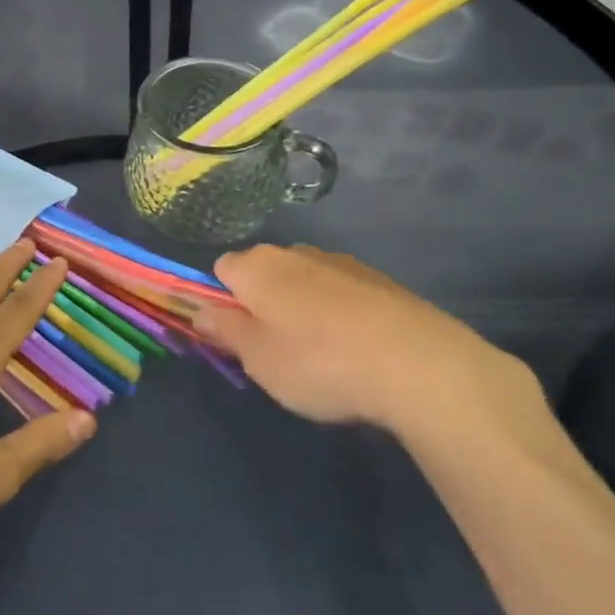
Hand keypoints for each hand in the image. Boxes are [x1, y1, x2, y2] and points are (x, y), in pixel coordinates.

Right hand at [198, 244, 538, 435]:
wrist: (416, 362)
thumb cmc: (319, 362)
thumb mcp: (258, 358)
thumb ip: (224, 329)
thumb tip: (198, 308)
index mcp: (258, 266)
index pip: (221, 270)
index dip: (222, 303)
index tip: (237, 338)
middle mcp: (295, 251)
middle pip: (264, 274)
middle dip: (263, 306)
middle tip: (277, 354)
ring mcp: (339, 262)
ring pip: (303, 282)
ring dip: (302, 309)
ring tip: (323, 358)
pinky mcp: (376, 279)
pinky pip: (340, 292)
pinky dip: (339, 314)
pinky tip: (357, 350)